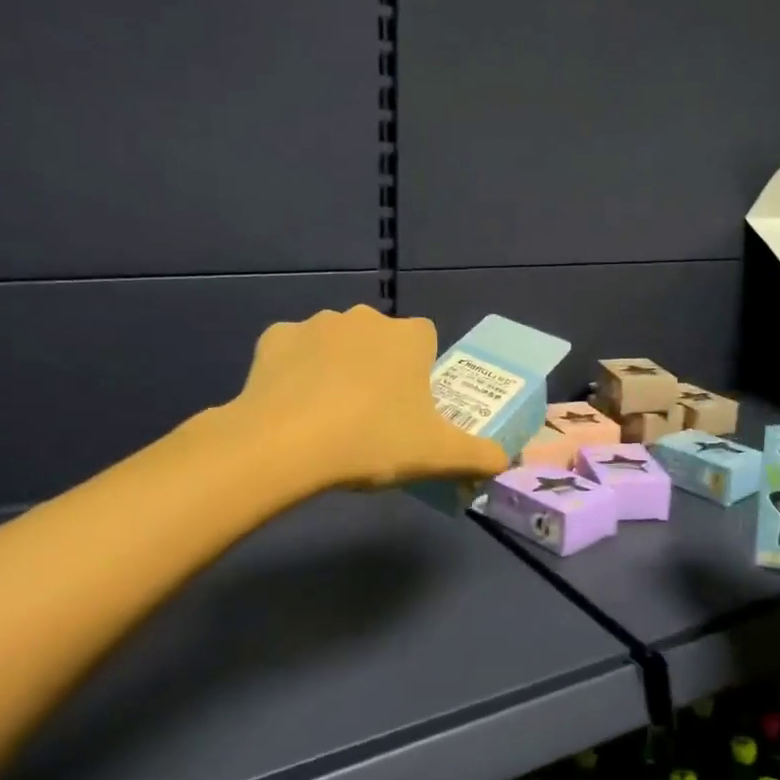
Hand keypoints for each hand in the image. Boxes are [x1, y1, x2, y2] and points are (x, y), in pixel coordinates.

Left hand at [230, 306, 510, 490]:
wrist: (286, 445)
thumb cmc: (373, 441)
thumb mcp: (438, 457)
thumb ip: (480, 456)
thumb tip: (505, 461)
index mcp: (408, 337)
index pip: (426, 339)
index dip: (421, 370)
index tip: (412, 406)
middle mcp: (365, 318)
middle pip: (380, 340)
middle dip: (380, 368)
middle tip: (373, 417)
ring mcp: (316, 324)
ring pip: (336, 342)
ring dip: (338, 367)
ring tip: (330, 416)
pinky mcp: (274, 338)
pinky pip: (294, 351)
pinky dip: (295, 371)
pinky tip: (292, 406)